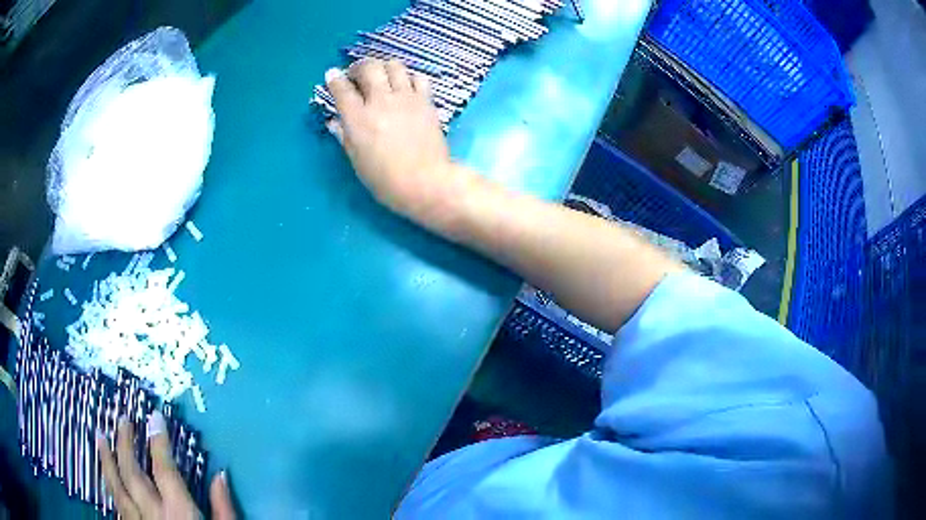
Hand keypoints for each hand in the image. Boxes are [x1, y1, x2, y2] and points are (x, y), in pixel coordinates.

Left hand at [97, 411, 235, 519]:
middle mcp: (153, 515)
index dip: (158, 441)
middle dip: (125, 443)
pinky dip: (109, 485)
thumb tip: (221, 474)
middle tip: (122, 418)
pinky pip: (116, 505)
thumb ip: (224, 508)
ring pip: (116, 487)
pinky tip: (105, 473)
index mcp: (179, 514)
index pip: (164, 469)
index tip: (153, 416)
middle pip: (132, 473)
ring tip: (98, 435)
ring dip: (106, 460)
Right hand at [325, 58, 474, 226]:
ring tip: (382, 76)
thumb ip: (344, 136)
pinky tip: (406, 86)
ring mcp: (406, 98)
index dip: (334, 79)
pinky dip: (409, 77)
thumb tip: (334, 122)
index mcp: (358, 118)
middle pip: (368, 67)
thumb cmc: (385, 179)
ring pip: (394, 66)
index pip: (341, 89)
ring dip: (384, 67)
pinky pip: (419, 78)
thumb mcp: (357, 161)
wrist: (424, 182)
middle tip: (357, 75)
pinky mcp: (426, 101)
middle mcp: (381, 101)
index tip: (332, 75)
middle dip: (358, 66)